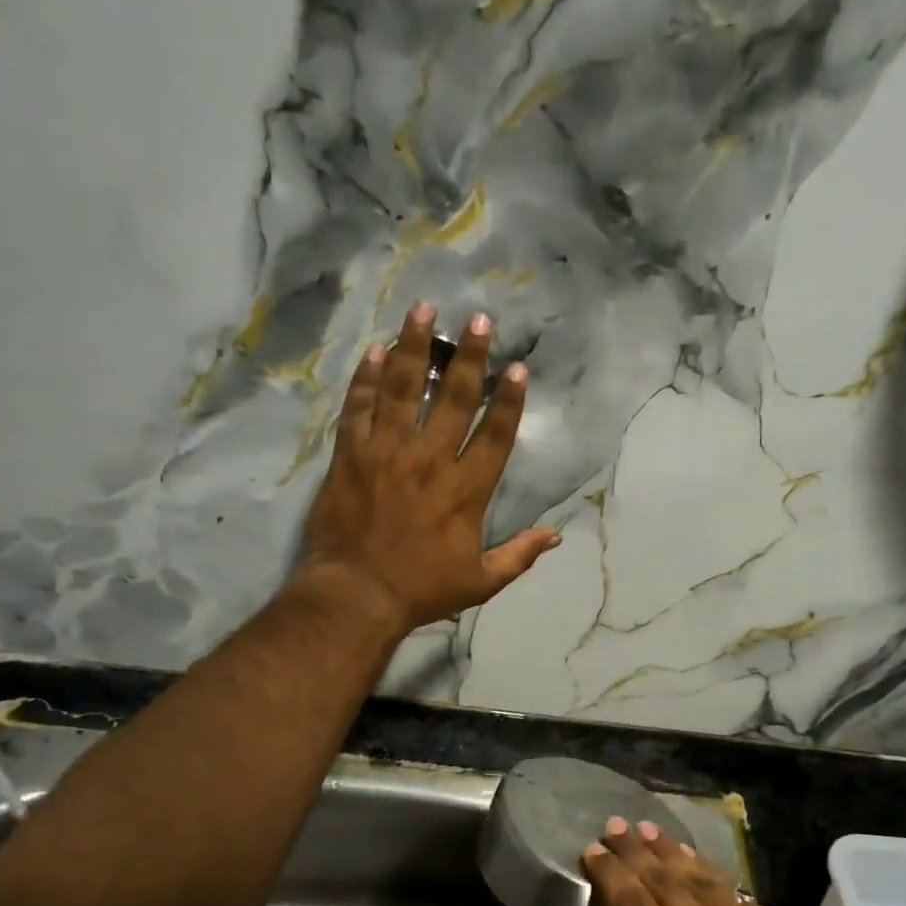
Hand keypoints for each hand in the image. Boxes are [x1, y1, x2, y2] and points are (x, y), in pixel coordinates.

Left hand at [298, 302, 559, 633]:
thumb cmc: (422, 591)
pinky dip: (368, 378)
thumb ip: (519, 555)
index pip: (493, 435)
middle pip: (454, 399)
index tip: (516, 368)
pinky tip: (376, 351)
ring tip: (423, 311)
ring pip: (404, 389)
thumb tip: (555, 537)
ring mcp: (387, 453)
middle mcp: (430, 460)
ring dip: (415, 348)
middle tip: (479, 321)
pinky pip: (359, 407)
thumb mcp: (481, 582)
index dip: (508, 401)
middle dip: (469, 356)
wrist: (356, 594)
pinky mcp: (350, 455)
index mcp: (466, 490)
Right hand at [582, 817, 871, 905]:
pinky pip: (725, 887)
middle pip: (660, 882)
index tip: (592, 852)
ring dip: (666, 849)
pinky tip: (687, 855)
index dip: (609, 875)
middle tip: (613, 826)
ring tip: (644, 828)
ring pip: (694, 875)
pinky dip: (701, 867)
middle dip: (632, 851)